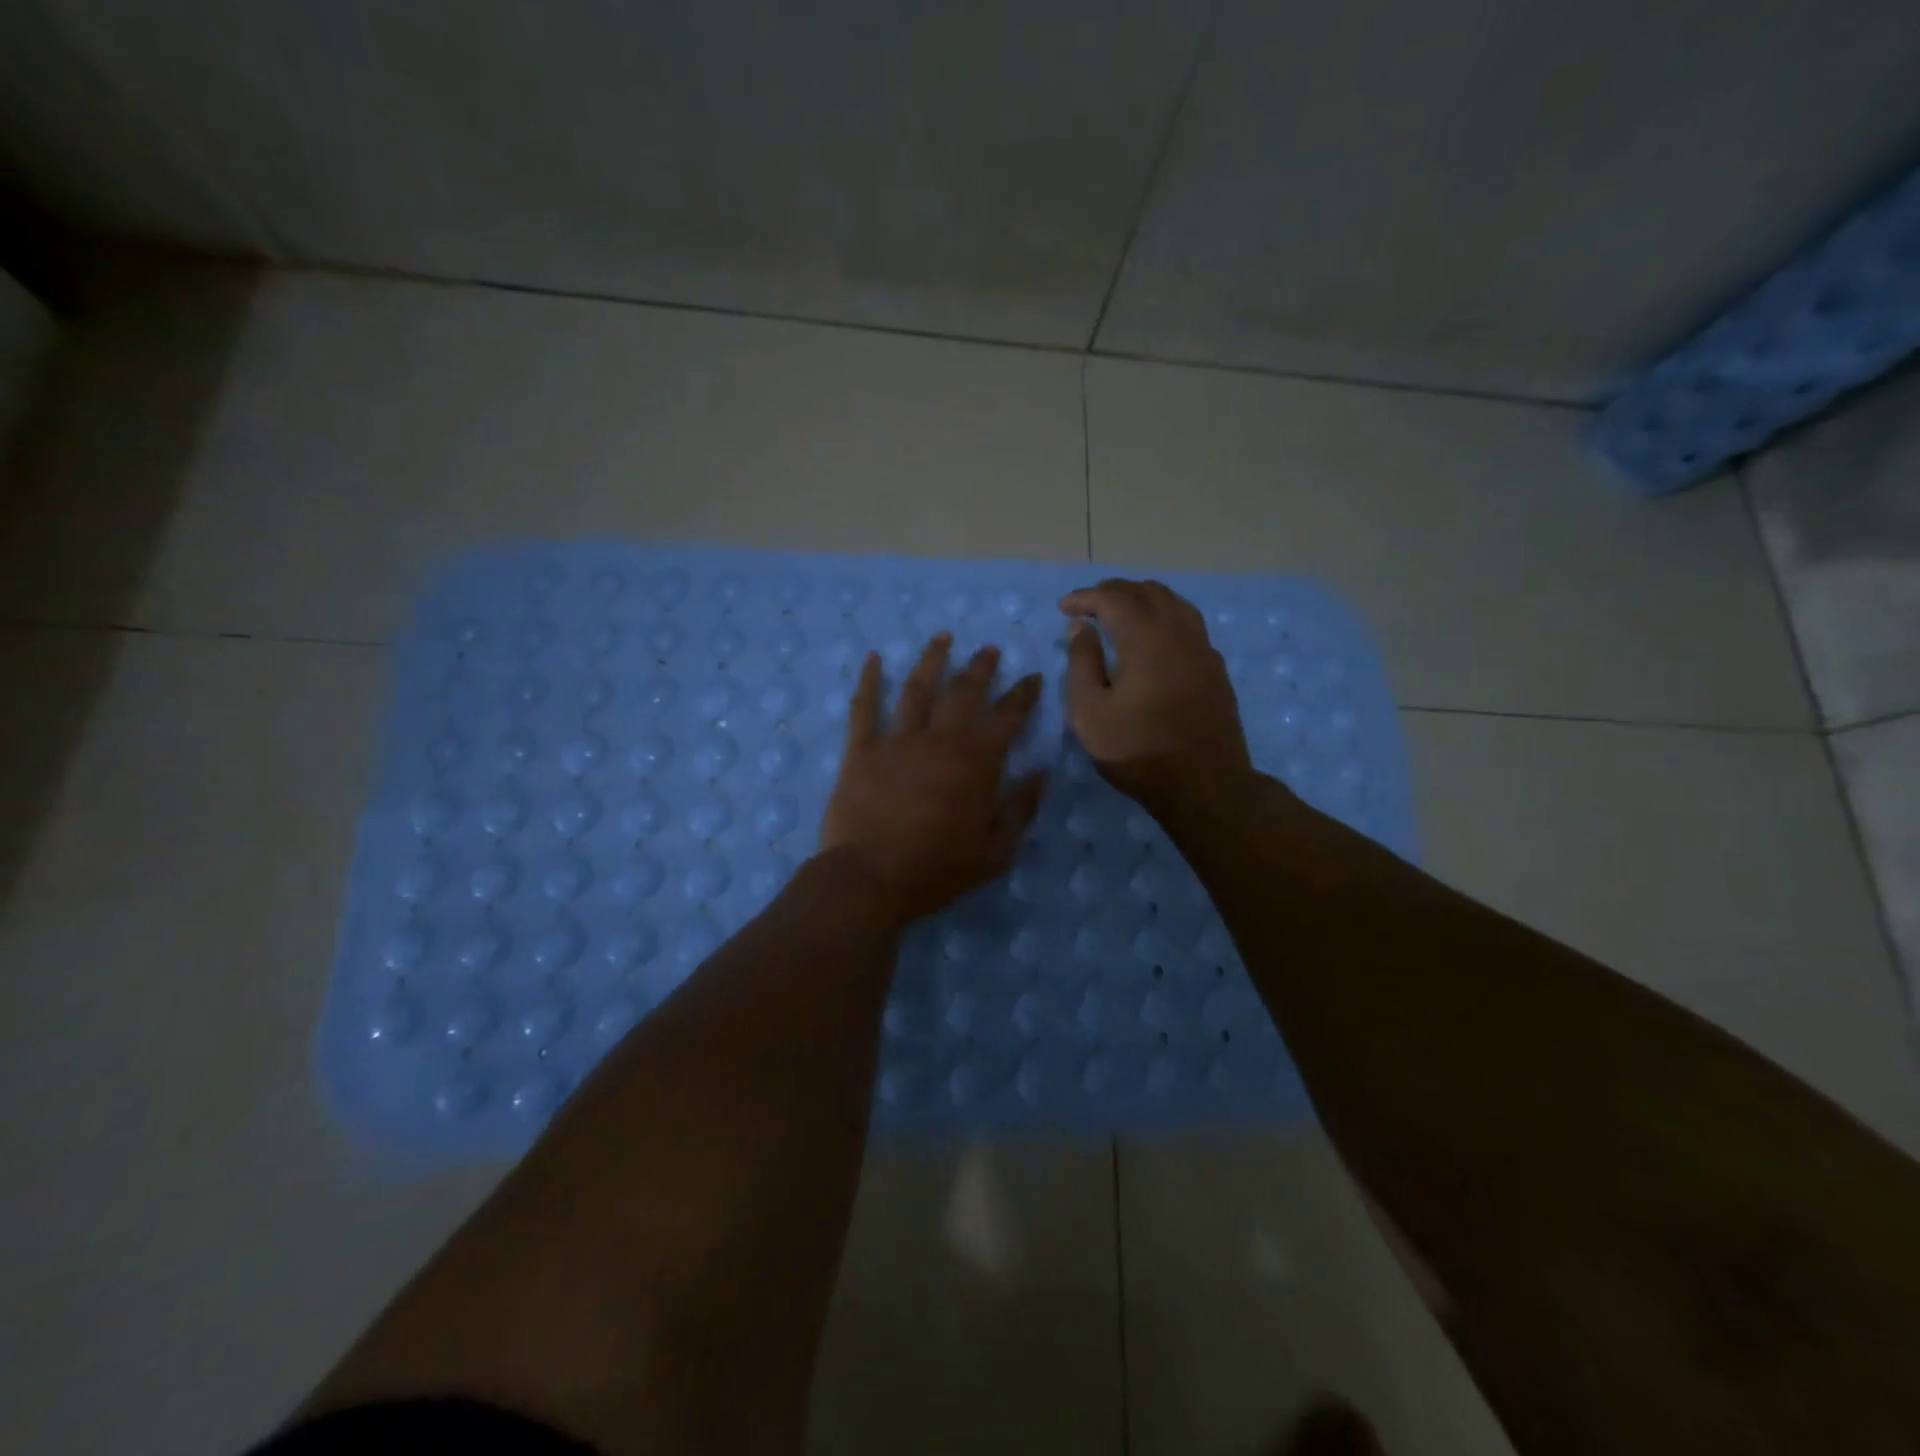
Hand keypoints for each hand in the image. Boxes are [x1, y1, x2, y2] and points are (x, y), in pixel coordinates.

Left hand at [819, 633, 1045, 922]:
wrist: (870, 879)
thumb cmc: (936, 871)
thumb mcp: (995, 852)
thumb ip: (1020, 809)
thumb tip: (1041, 773)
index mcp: (976, 763)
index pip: (1007, 717)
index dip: (1022, 695)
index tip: (1032, 678)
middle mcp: (940, 740)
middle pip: (964, 692)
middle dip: (981, 668)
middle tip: (990, 651)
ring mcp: (897, 741)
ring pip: (918, 688)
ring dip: (933, 659)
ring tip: (943, 637)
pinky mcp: (862, 750)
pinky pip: (865, 707)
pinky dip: (869, 681)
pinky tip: (872, 658)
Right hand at [1060, 578, 1254, 816]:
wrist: (1204, 784)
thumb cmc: (1138, 751)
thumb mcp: (1090, 712)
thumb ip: (1082, 663)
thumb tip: (1082, 628)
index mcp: (1146, 638)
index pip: (1113, 598)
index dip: (1085, 597)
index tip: (1064, 608)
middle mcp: (1179, 632)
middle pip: (1147, 592)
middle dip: (1113, 592)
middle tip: (1088, 606)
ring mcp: (1203, 648)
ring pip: (1174, 602)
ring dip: (1143, 599)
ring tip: (1120, 613)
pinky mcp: (1215, 667)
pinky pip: (1189, 623)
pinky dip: (1165, 617)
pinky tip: (1154, 638)